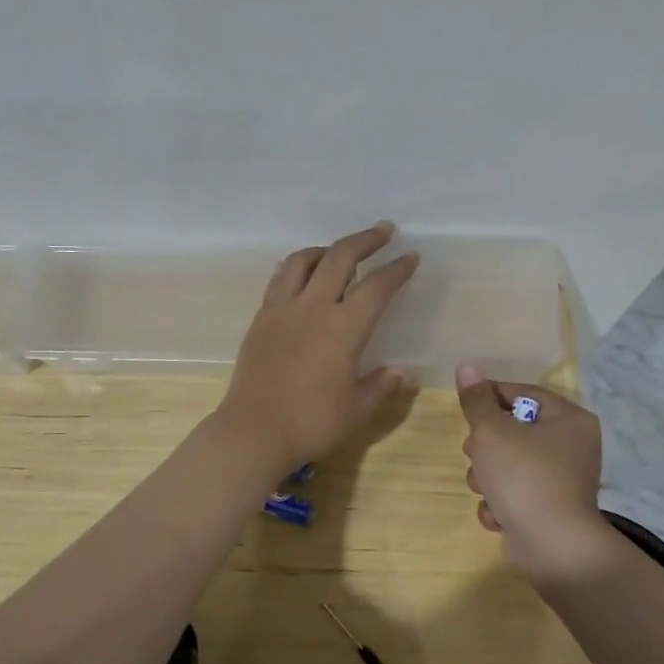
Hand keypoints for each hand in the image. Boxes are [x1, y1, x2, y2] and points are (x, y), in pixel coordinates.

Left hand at [216, 222, 420, 472]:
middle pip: (340, 257)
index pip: (377, 287)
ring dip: (327, 248)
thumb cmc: (311, 423)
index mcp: (343, 328)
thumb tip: (405, 374)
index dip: (397, 269)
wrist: (252, 432)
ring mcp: (282, 309)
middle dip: (365, 240)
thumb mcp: (356, 410)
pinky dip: (296, 265)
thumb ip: (382, 386)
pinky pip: (280, 278)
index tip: (411, 256)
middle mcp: (313, 307)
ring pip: (304, 260)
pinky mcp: (261, 318)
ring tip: (340, 251)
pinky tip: (302, 271)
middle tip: (384, 231)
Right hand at [456, 364, 612, 581]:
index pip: (522, 394)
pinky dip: (501, 503)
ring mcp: (561, 480)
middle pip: (513, 430)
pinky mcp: (548, 509)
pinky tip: (498, 514)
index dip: (489, 397)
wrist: (552, 548)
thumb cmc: (524, 477)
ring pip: (508, 463)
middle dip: (486, 446)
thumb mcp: (492, 431)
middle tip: (475, 453)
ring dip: (488, 476)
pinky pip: (515, 493)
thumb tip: (466, 366)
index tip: (465, 408)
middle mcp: (571, 446)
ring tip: (486, 488)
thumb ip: (476, 400)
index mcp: (569, 419)